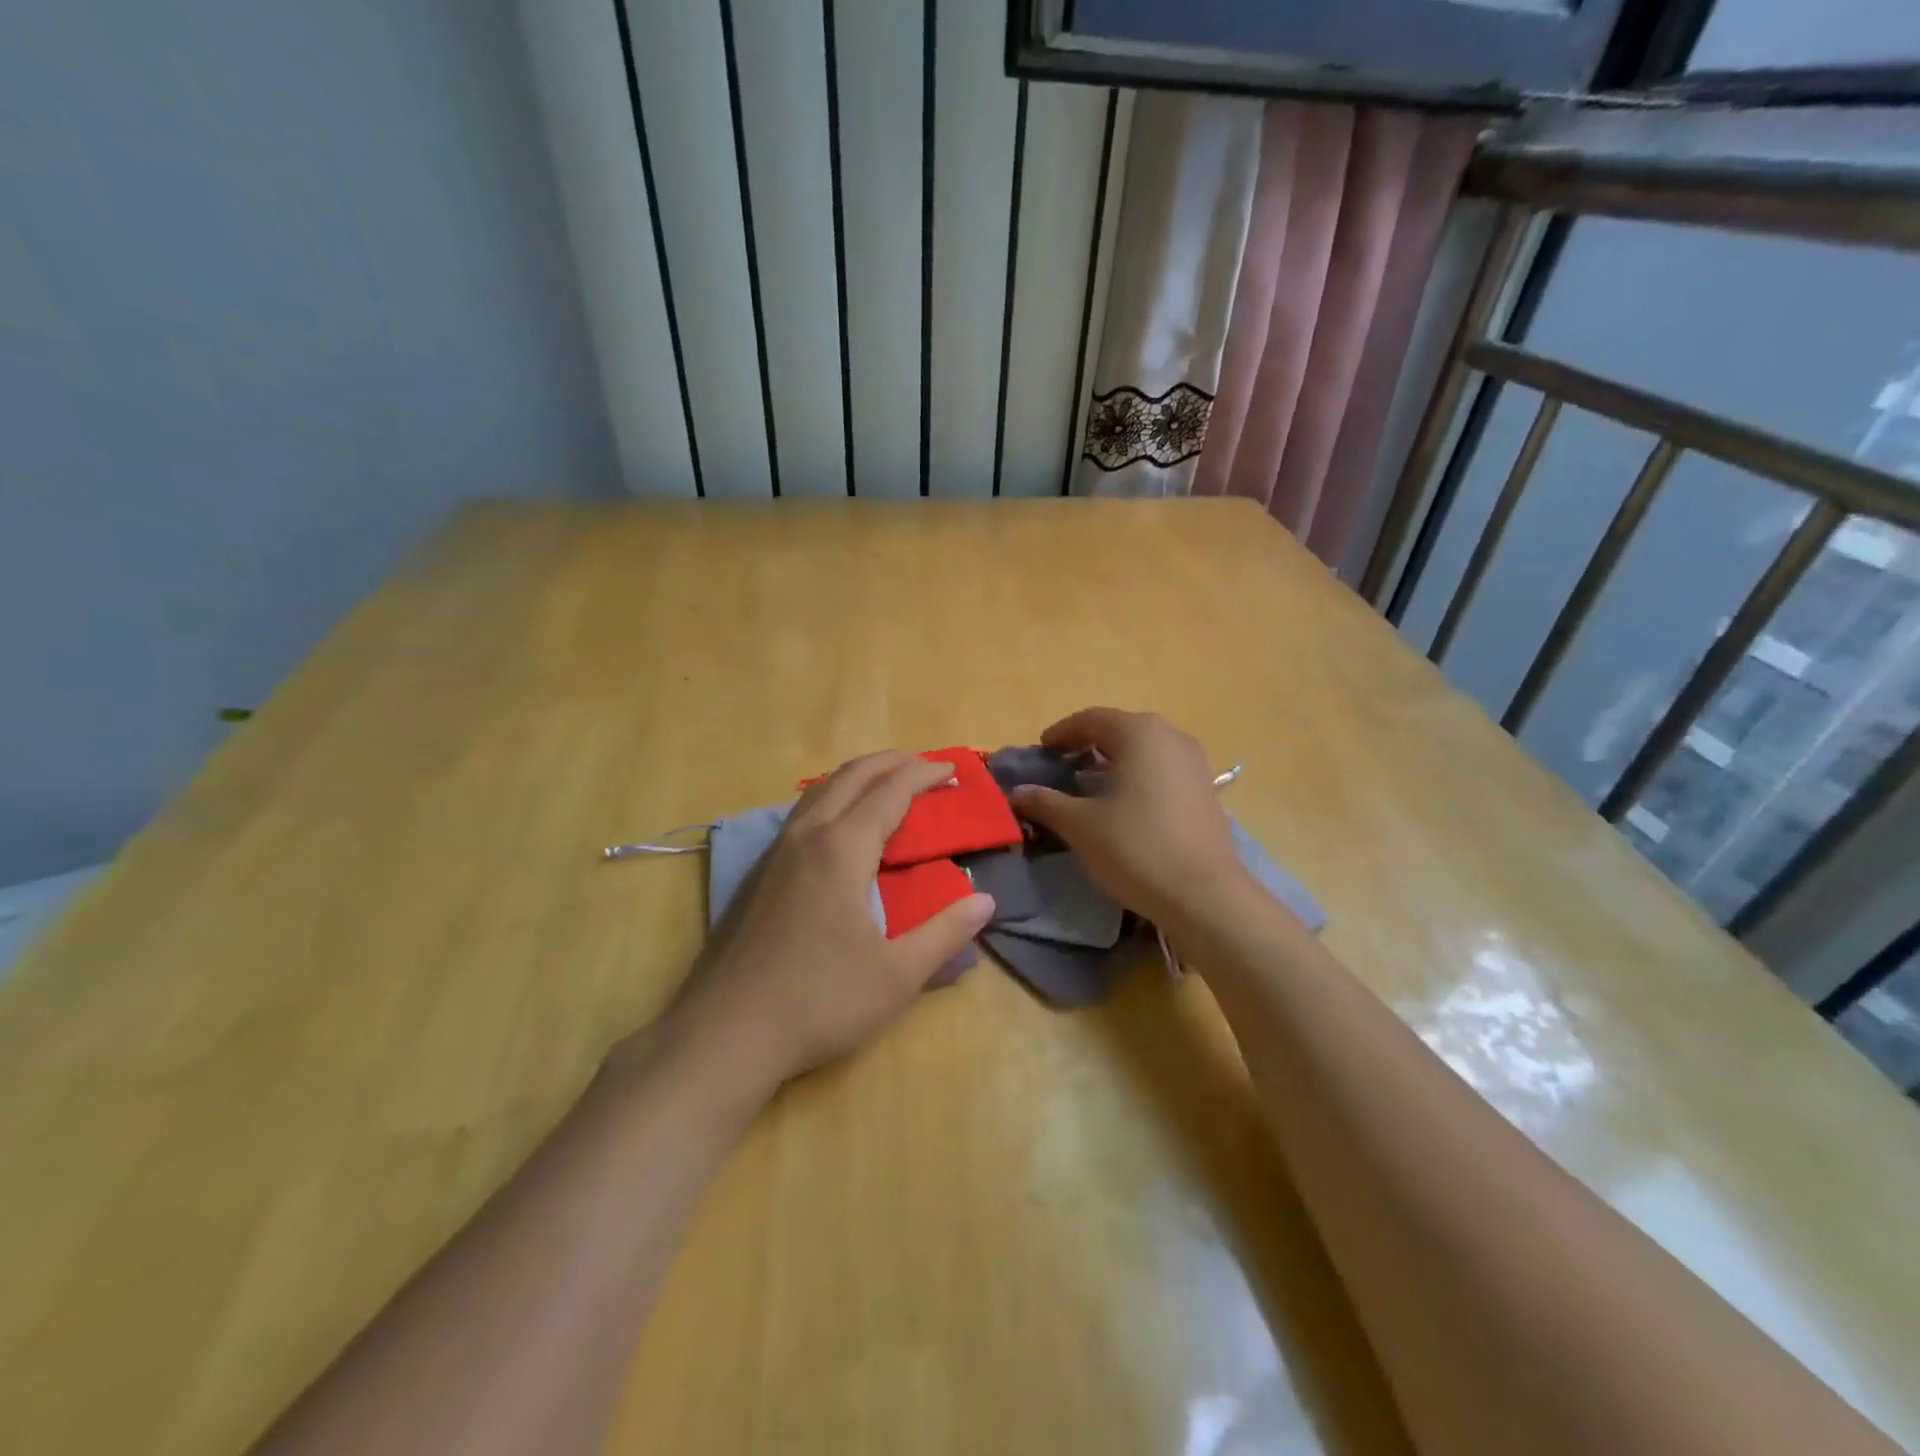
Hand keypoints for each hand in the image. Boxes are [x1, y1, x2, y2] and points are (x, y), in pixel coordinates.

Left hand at [647, 752, 995, 1093]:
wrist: (726, 1032)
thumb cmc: (820, 1001)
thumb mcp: (898, 975)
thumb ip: (945, 933)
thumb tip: (985, 901)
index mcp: (843, 849)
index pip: (891, 792)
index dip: (924, 774)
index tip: (951, 770)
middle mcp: (807, 837)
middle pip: (851, 776)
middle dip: (890, 762)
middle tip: (923, 765)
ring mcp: (774, 854)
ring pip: (819, 791)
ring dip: (857, 776)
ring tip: (884, 784)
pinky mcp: (756, 875)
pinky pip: (800, 814)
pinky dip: (830, 799)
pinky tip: (836, 828)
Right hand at [1008, 708, 1255, 934]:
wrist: (1204, 895)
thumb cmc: (1135, 848)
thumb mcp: (1080, 825)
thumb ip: (1045, 802)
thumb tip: (1016, 792)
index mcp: (1138, 733)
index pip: (1090, 719)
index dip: (1061, 733)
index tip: (1042, 750)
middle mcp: (1170, 736)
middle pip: (1120, 730)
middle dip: (1088, 745)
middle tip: (1062, 766)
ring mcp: (1194, 763)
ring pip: (1144, 750)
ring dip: (1114, 760)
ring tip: (1091, 785)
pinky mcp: (1206, 790)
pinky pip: (1162, 769)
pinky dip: (1138, 776)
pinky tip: (1125, 804)